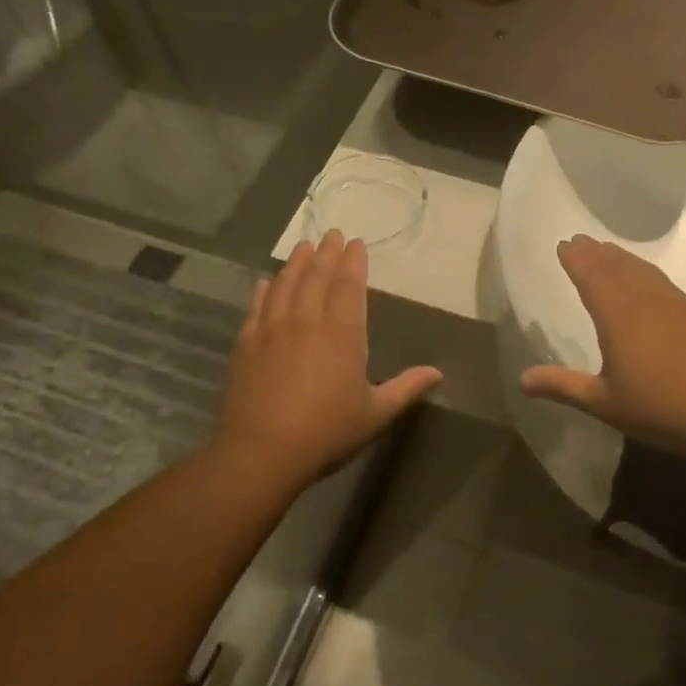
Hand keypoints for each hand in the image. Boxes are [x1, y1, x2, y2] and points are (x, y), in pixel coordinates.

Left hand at [213, 232, 442, 491]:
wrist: (262, 452)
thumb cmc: (327, 433)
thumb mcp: (375, 414)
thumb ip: (406, 388)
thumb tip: (438, 373)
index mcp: (343, 334)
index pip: (349, 287)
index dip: (354, 263)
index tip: (356, 243)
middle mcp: (307, 322)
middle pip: (317, 278)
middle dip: (326, 253)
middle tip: (332, 234)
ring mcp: (273, 331)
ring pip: (286, 286)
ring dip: (296, 263)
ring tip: (303, 246)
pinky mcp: (247, 346)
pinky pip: (257, 308)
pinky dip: (264, 292)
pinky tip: (266, 283)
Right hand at [520, 236, 685, 459]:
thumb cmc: (659, 409)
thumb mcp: (604, 403)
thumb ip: (563, 386)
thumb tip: (522, 380)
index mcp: (618, 318)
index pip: (592, 277)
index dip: (576, 260)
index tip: (564, 245)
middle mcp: (645, 302)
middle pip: (616, 267)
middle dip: (595, 253)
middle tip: (580, 241)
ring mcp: (675, 305)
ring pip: (642, 271)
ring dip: (621, 258)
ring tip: (607, 251)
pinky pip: (662, 282)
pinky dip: (646, 271)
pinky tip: (646, 278)